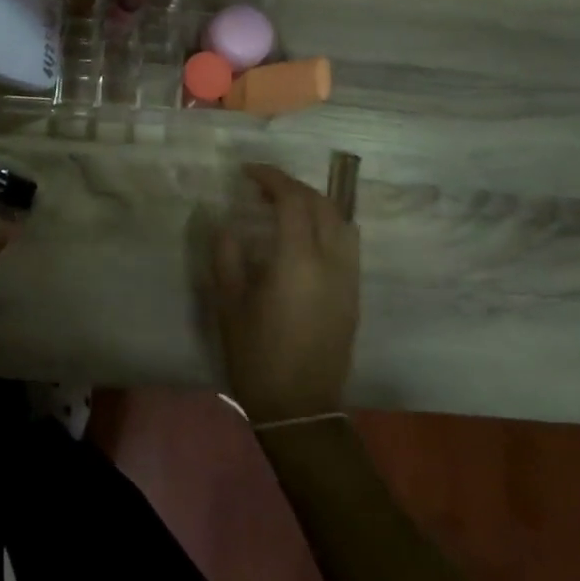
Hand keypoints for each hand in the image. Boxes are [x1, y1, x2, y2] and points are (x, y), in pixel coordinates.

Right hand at [206, 162, 359, 423]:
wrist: (301, 408)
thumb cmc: (257, 356)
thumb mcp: (229, 304)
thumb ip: (227, 256)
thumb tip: (226, 224)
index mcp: (298, 262)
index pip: (293, 201)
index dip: (271, 178)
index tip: (247, 172)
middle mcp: (332, 263)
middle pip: (322, 205)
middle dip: (292, 186)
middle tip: (261, 186)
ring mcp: (348, 279)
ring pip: (341, 222)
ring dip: (314, 203)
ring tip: (283, 206)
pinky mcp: (353, 294)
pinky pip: (347, 243)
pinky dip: (326, 224)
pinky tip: (302, 235)